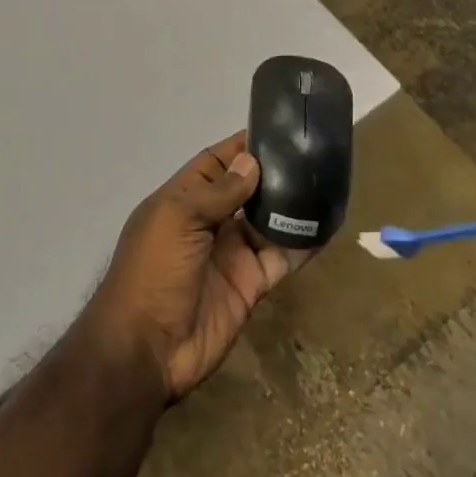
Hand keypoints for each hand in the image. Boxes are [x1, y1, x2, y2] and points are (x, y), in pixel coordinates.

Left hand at [84, 131, 309, 401]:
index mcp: (182, 199)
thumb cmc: (153, 270)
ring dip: (292, 205)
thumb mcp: (178, 219)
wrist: (148, 348)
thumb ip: (218, 192)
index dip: (242, 147)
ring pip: (267, 221)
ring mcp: (231, 254)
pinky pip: (281, 258)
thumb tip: (252, 161)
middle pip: (246, 189)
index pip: (216, 162)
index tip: (278, 128)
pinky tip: (327, 225)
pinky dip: (302, 244)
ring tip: (327, 183)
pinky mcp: (251, 284)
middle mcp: (209, 222)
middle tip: (314, 154)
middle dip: (274, 173)